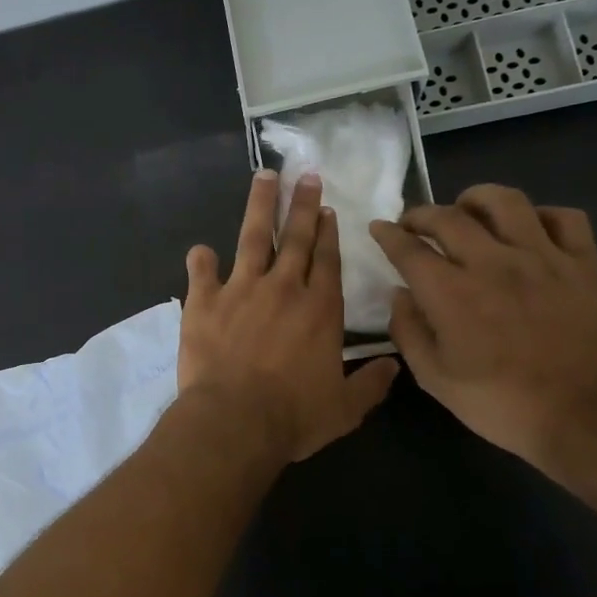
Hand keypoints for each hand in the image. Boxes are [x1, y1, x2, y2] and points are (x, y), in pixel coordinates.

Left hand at [180, 171, 399, 461]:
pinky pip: (201, 271)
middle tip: (305, 176)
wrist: (234, 420)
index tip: (328, 210)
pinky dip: (200, 259)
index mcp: (320, 309)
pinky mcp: (203, 301)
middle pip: (296, 237)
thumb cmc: (293, 417)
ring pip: (252, 237)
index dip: (329, 233)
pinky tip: (200, 250)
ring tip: (264, 177)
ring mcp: (240, 289)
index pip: (327, 260)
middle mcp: (283, 288)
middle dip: (302, 204)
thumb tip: (395, 365)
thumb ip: (371, 384)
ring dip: (260, 206)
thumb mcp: (345, 408)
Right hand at [368, 185, 596, 467]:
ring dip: (476, 199)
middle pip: (448, 216)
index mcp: (451, 293)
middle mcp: (493, 263)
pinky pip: (564, 218)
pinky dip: (540, 216)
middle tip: (413, 224)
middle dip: (421, 214)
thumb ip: (408, 330)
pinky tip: (528, 230)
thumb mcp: (433, 377)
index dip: (387, 234)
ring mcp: (543, 259)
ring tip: (468, 211)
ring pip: (506, 201)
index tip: (379, 228)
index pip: (408, 248)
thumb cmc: (499, 402)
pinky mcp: (583, 265)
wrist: (582, 416)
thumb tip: (400, 293)